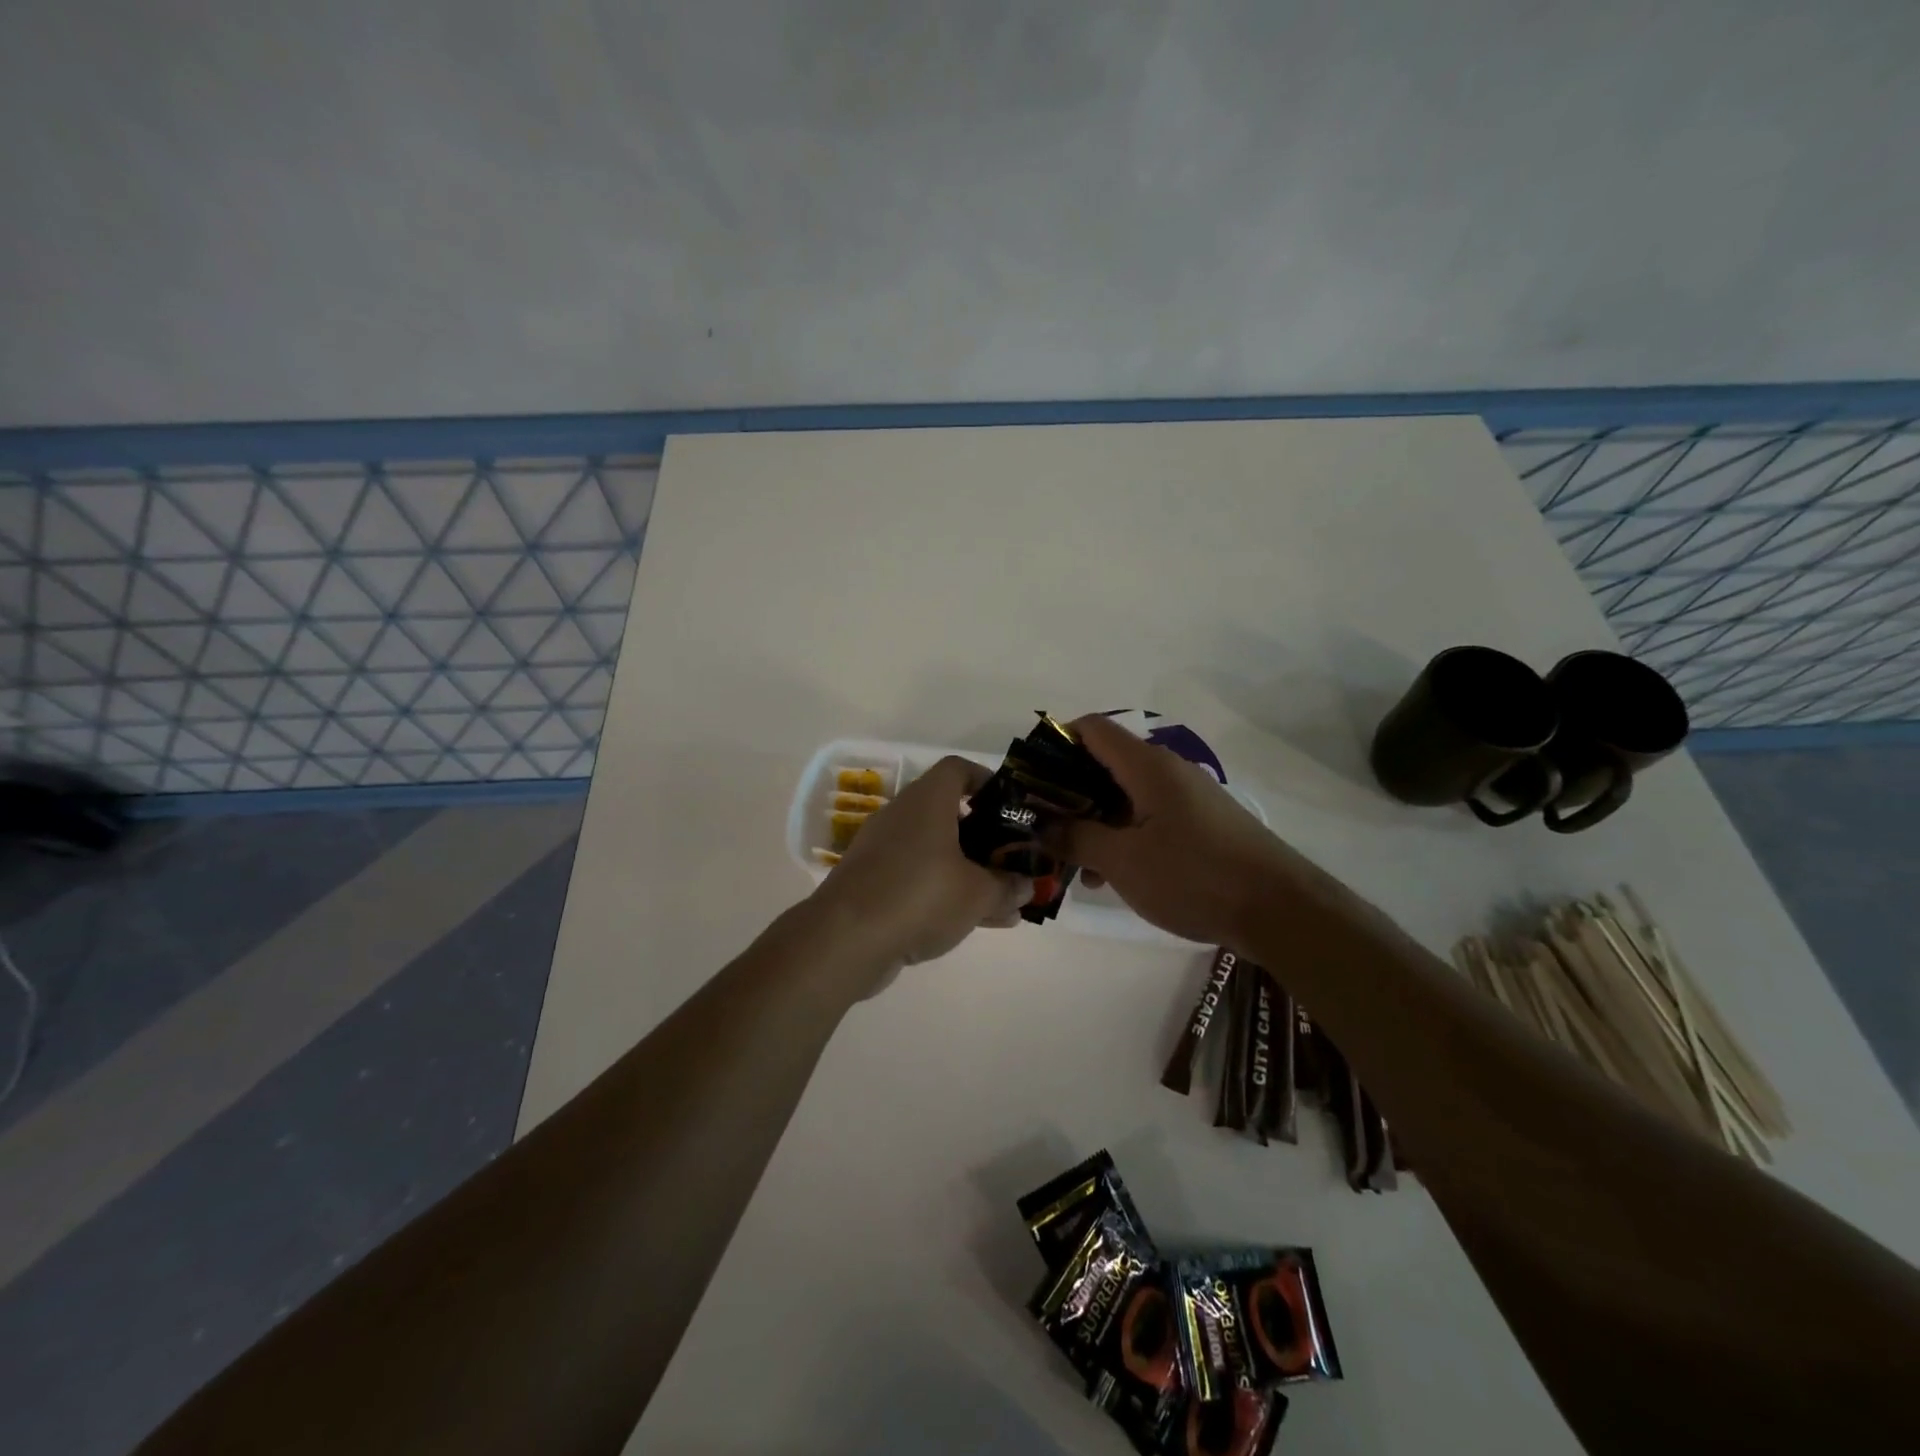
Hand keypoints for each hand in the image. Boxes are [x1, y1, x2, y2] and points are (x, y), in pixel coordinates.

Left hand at [810, 756, 1031, 980]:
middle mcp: (902, 816)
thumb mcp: (977, 894)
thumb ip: (1007, 887)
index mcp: (927, 801)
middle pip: (949, 814)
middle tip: (1012, 859)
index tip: (1010, 805)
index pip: (958, 770)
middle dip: (985, 838)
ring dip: (969, 872)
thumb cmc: (920, 896)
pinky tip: (973, 922)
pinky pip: (918, 878)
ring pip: (936, 852)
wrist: (845, 939)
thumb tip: (1026, 886)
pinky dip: (944, 892)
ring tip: (1005, 902)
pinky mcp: (872, 882)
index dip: (986, 780)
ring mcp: (882, 850)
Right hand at [1055, 715, 1331, 946]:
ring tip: (1075, 865)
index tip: (1031, 781)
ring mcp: (1187, 797)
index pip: (1091, 729)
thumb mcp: (1123, 861)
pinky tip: (1111, 875)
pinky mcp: (1201, 824)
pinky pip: (1148, 817)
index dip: (1055, 744)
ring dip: (1094, 821)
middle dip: (1068, 793)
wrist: (1282, 911)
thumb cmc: (1195, 877)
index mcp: (1147, 766)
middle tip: (1044, 828)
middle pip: (1104, 763)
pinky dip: (1123, 836)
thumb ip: (1075, 838)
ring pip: (1125, 796)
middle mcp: (1167, 771)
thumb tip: (1040, 825)